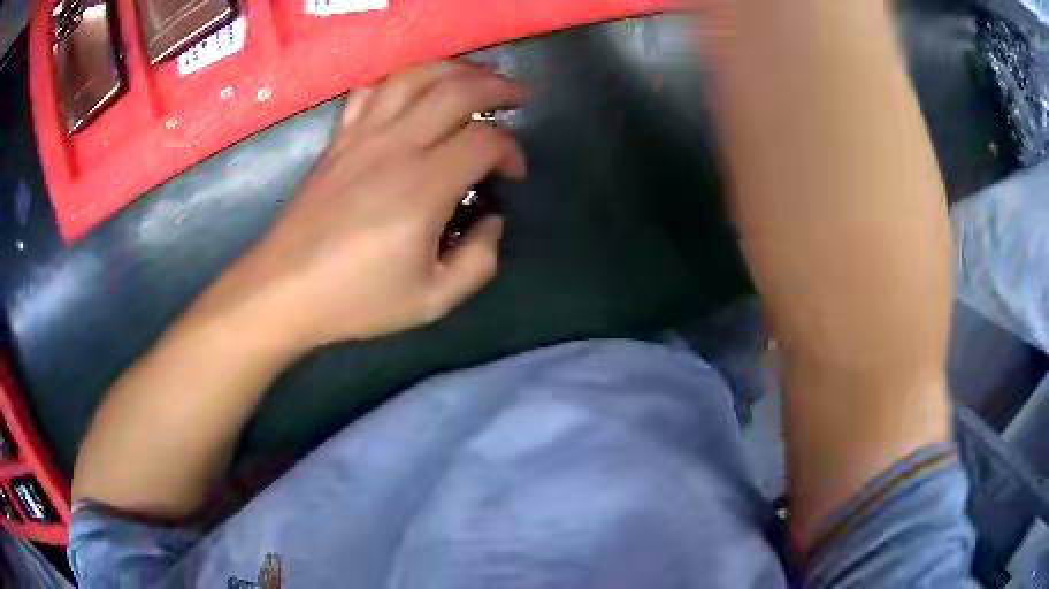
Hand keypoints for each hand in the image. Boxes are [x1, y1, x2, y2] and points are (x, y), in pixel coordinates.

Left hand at [203, 61, 526, 351]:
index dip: (511, 150)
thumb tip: (492, 222)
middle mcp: (395, 146)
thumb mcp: (432, 300)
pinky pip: (371, 91)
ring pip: (414, 76)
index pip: (485, 140)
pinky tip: (411, 92)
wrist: (284, 289)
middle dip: (496, 85)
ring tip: (473, 78)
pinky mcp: (338, 139)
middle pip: (456, 89)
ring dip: (452, 69)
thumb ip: (479, 261)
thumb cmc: (356, 298)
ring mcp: (362, 136)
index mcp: (424, 186)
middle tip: (515, 96)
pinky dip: (398, 81)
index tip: (512, 173)